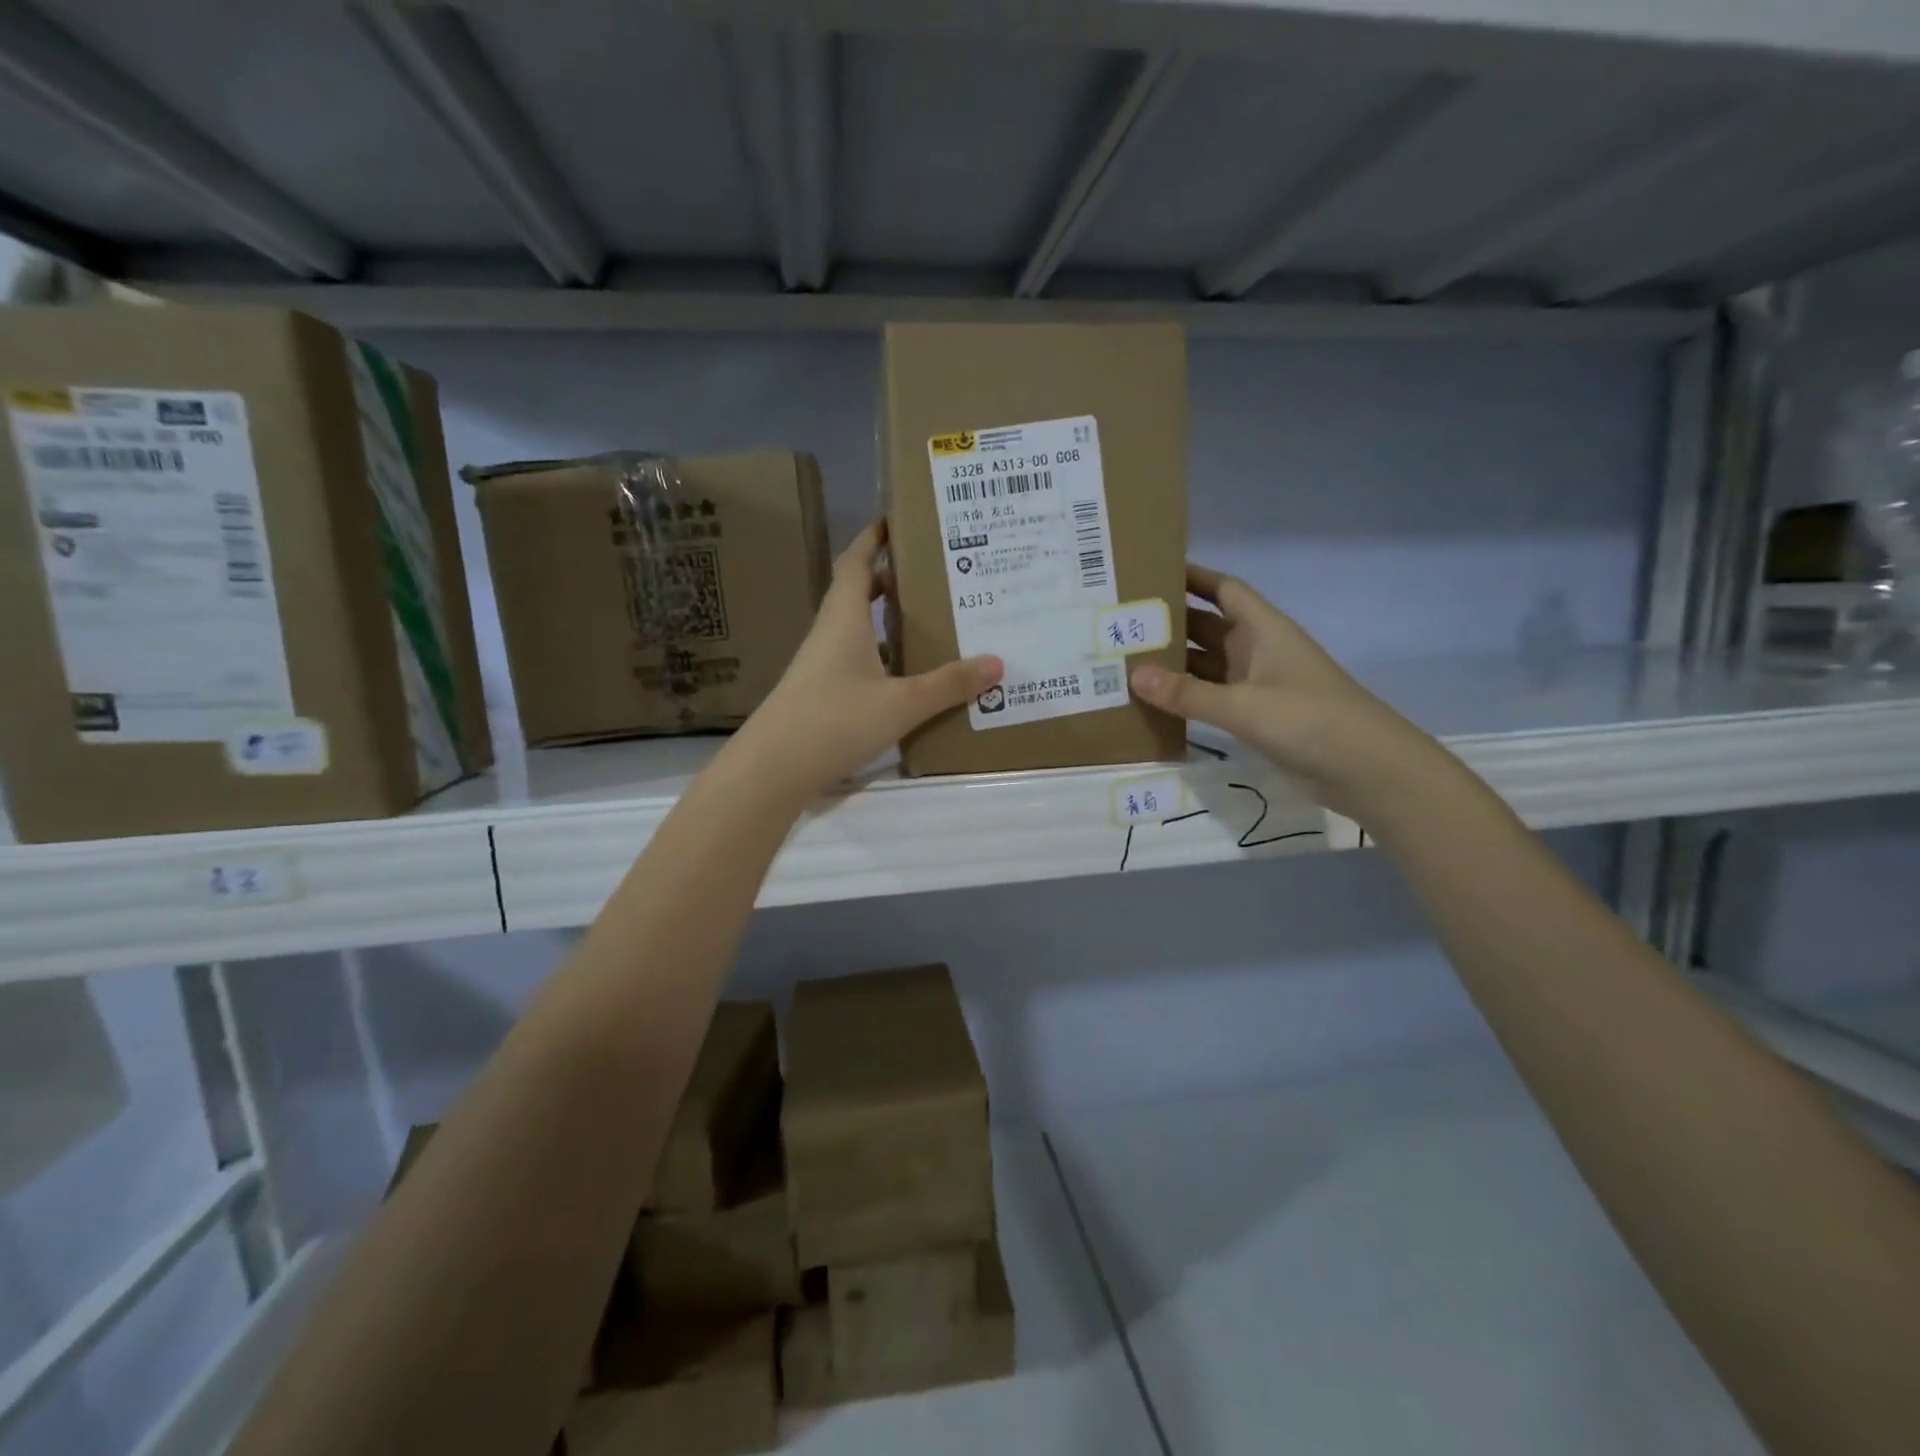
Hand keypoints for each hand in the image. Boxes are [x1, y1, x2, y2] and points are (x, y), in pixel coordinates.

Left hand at [730, 522, 1002, 799]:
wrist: (773, 769)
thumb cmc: (834, 720)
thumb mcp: (901, 703)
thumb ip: (947, 684)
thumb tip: (996, 662)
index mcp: (844, 619)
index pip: (856, 563)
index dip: (874, 539)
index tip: (897, 519)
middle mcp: (830, 634)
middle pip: (858, 593)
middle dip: (891, 579)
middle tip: (933, 572)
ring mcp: (822, 666)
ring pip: (859, 631)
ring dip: (888, 622)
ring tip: (932, 620)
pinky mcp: (822, 695)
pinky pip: (859, 662)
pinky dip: (884, 659)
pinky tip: (909, 677)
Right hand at [1129, 563, 1442, 816]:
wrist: (1366, 769)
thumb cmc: (1309, 720)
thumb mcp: (1244, 705)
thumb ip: (1188, 693)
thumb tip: (1134, 675)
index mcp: (1263, 630)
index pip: (1225, 590)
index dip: (1193, 577)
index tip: (1152, 571)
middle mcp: (1258, 650)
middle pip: (1208, 627)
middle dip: (1171, 624)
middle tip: (1122, 623)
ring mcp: (1258, 684)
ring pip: (1208, 664)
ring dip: (1175, 663)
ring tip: (1127, 661)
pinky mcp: (1257, 715)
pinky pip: (1213, 696)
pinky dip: (1188, 696)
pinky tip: (1155, 702)